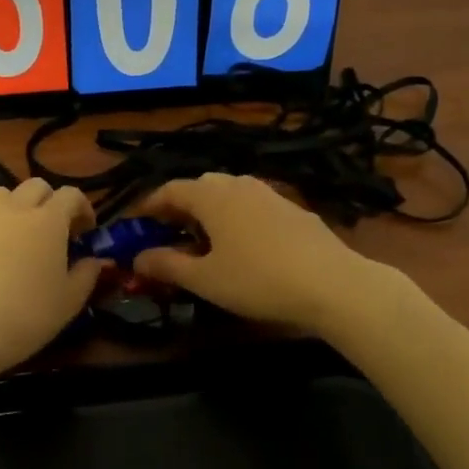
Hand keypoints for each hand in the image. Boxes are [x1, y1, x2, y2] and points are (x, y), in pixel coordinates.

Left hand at [0, 178, 100, 382]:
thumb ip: (87, 274)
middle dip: (50, 201)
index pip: (71, 195)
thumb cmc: (27, 315)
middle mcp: (14, 210)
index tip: (87, 231)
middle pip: (35, 187)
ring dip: (17, 206)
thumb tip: (94, 261)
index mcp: (48, 220)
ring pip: (3, 195)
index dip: (84, 208)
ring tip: (21, 234)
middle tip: (56, 230)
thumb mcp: (70, 301)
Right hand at [133, 174, 382, 333]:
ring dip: (210, 212)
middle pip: (200, 187)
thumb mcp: (204, 279)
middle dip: (180, 207)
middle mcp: (239, 184)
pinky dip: (236, 219)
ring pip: (229, 195)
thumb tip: (137, 257)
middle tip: (169, 234)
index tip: (136, 224)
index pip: (170, 190)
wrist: (332, 284)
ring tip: (204, 242)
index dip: (149, 206)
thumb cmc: (257, 280)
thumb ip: (167, 265)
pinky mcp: (293, 209)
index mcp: (211, 196)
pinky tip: (244, 247)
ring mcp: (270, 194)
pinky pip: (253, 206)